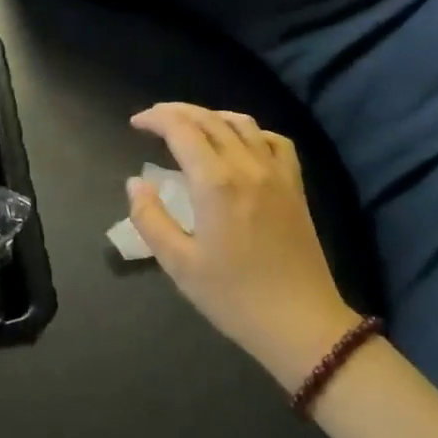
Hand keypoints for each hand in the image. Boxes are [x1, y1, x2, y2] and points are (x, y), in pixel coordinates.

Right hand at [129, 103, 357, 390]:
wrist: (302, 324)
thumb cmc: (234, 297)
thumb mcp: (179, 264)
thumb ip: (150, 219)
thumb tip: (135, 183)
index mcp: (216, 182)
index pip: (181, 130)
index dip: (156, 119)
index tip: (136, 123)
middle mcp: (246, 165)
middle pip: (209, 119)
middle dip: (177, 112)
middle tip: (153, 119)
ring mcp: (276, 173)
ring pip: (242, 123)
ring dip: (211, 116)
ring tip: (190, 125)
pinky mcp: (295, 186)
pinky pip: (275, 141)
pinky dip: (251, 131)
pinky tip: (239, 142)